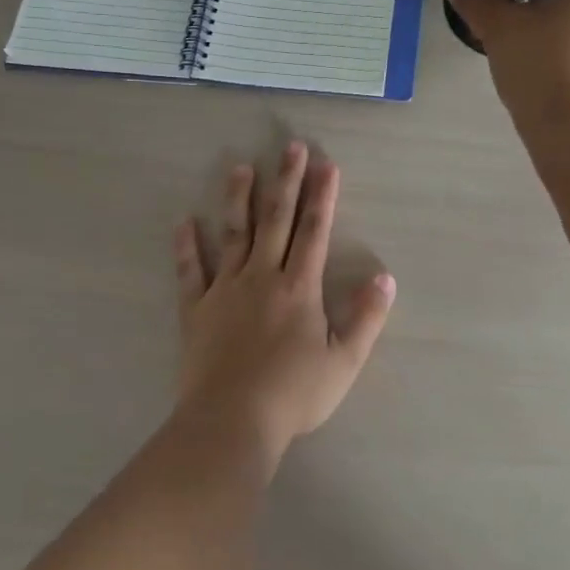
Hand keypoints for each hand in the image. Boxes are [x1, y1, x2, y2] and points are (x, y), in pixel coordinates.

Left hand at [173, 143, 394, 460]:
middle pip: (276, 220)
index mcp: (299, 288)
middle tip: (290, 147)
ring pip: (233, 234)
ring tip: (240, 168)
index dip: (322, 196)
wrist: (232, 422)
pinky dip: (186, 247)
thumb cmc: (294, 395)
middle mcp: (262, 277)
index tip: (326, 165)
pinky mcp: (196, 309)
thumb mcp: (344, 362)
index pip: (314, 231)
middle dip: (286, 181)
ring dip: (238, 200)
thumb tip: (385, 278)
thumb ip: (366, 318)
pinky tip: (184, 223)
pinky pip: (190, 271)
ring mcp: (225, 290)